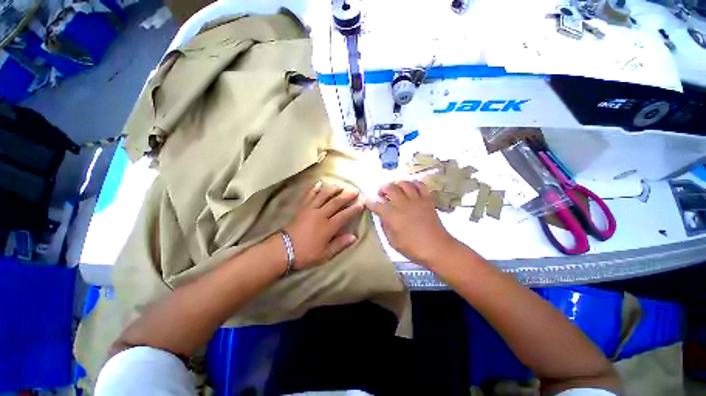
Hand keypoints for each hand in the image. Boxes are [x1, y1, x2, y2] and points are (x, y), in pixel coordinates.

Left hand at [283, 182, 363, 269]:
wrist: (283, 249)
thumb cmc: (306, 253)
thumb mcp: (325, 254)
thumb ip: (340, 244)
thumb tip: (354, 237)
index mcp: (328, 227)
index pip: (344, 215)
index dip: (354, 209)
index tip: (361, 203)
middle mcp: (320, 215)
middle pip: (336, 202)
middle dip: (346, 196)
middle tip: (355, 191)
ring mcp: (310, 209)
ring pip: (323, 196)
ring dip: (332, 189)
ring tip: (339, 185)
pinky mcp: (302, 208)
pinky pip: (309, 195)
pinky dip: (314, 188)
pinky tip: (319, 183)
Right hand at [366, 181, 456, 265]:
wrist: (438, 248)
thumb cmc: (413, 249)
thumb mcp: (393, 242)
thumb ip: (385, 227)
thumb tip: (382, 216)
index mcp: (393, 217)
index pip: (377, 205)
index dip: (370, 202)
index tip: (367, 201)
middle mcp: (403, 205)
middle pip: (390, 188)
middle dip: (382, 188)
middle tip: (381, 194)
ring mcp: (417, 200)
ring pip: (404, 183)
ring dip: (397, 184)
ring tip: (395, 190)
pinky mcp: (428, 200)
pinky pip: (421, 185)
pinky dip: (414, 183)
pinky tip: (410, 187)